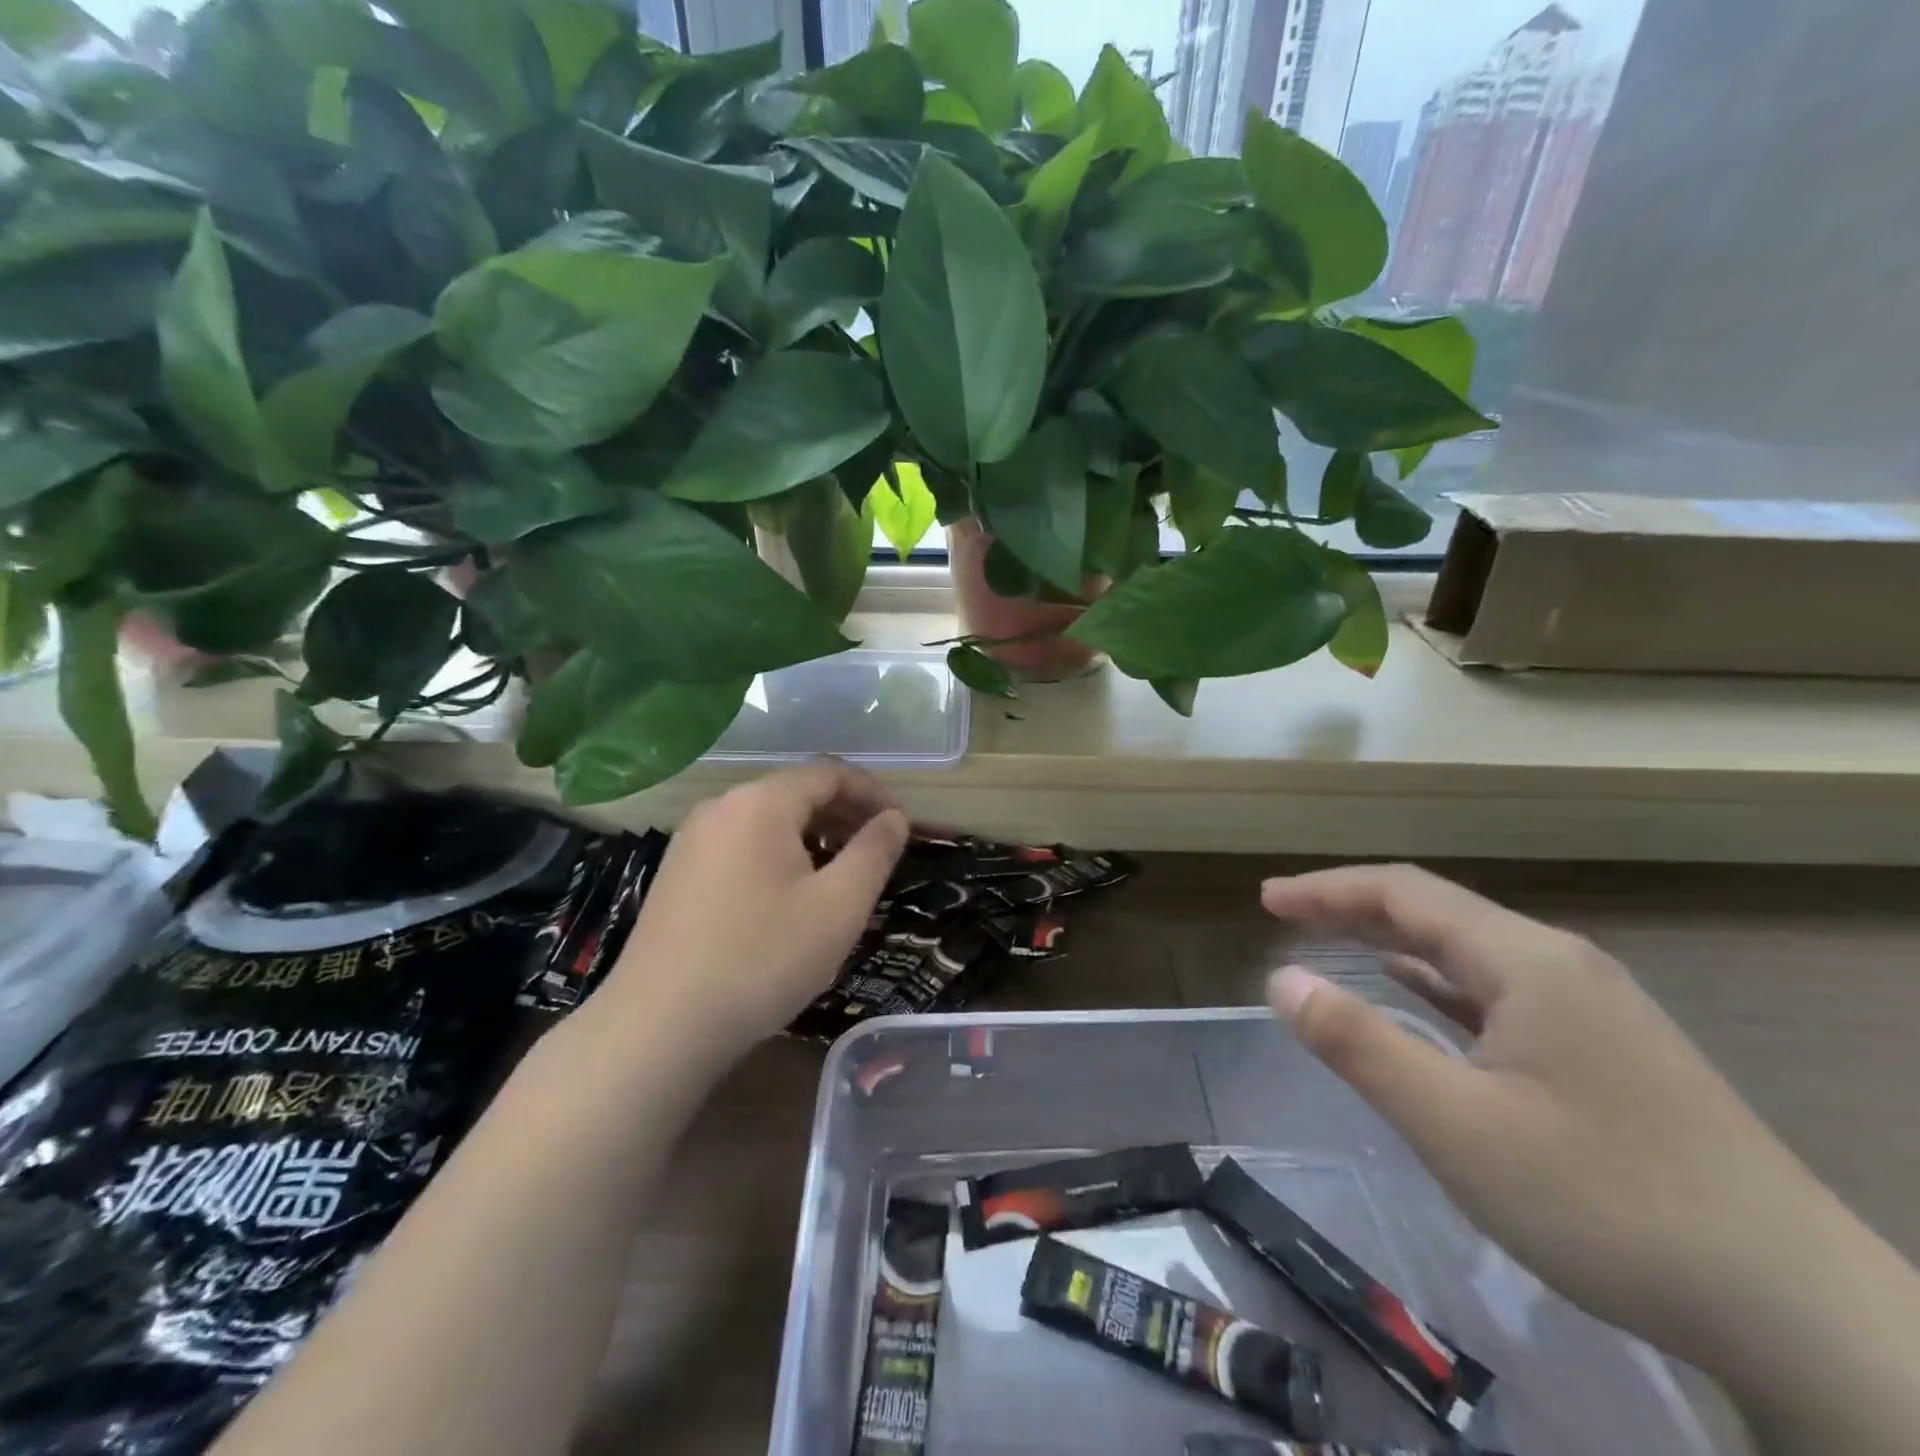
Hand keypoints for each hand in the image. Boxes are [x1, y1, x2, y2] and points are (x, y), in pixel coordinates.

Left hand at [591, 761, 907, 1063]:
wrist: (659, 1026)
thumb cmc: (762, 959)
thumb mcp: (839, 906)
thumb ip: (874, 852)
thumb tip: (895, 818)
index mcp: (761, 803)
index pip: (830, 773)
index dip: (873, 792)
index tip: (902, 824)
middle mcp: (721, 807)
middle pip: (796, 791)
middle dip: (844, 814)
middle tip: (879, 850)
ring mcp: (692, 839)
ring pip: (767, 819)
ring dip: (813, 835)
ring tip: (841, 873)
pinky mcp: (677, 872)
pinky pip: (741, 844)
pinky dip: (778, 853)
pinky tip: (790, 895)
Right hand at [1258, 865, 1842, 1370]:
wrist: (1801, 1313)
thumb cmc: (1606, 1202)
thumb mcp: (1456, 1125)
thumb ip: (1360, 1043)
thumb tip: (1282, 978)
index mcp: (1526, 961)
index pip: (1404, 894)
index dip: (1326, 889)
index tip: (1267, 900)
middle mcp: (1560, 964)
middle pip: (1436, 912)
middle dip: (1353, 907)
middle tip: (1286, 914)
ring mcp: (1590, 1007)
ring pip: (1468, 951)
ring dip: (1393, 940)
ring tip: (1332, 941)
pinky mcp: (1604, 1049)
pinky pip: (1497, 990)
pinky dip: (1437, 980)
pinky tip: (1415, 991)